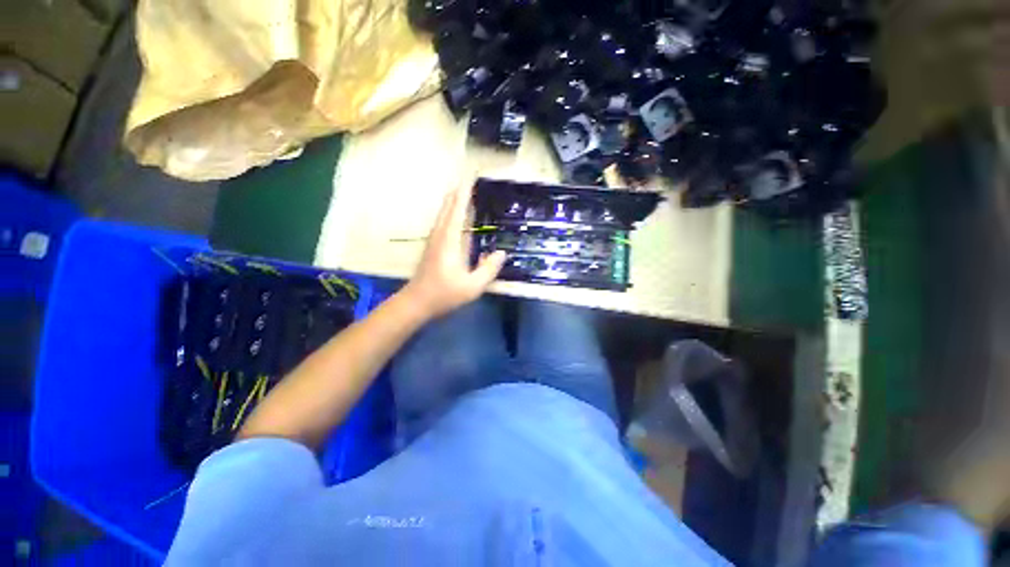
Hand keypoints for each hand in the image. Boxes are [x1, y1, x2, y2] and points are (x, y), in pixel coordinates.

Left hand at [400, 183, 505, 319]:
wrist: (416, 302)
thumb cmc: (444, 294)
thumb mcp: (472, 286)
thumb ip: (488, 269)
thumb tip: (501, 253)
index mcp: (449, 241)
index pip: (457, 211)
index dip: (464, 194)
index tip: (470, 178)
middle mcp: (440, 235)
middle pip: (447, 208)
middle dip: (457, 193)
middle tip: (468, 179)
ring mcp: (434, 241)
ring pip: (443, 215)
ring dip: (453, 202)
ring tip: (463, 192)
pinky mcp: (433, 247)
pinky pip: (443, 223)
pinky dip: (450, 214)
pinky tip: (456, 218)